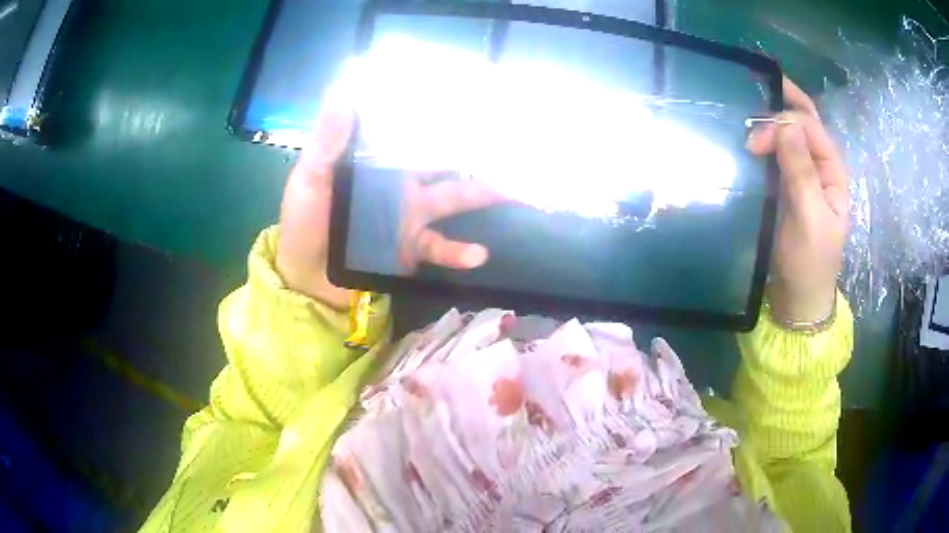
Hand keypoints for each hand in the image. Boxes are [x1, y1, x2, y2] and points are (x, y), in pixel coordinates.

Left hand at [276, 100, 504, 308]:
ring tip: (516, 192)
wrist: (306, 277)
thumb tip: (344, 91)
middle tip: (511, 143)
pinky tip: (479, 255)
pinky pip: (442, 248)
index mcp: (377, 162)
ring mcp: (410, 217)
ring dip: (484, 195)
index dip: (439, 119)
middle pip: (445, 164)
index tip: (469, 101)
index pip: (413, 134)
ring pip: (455, 199)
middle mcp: (400, 183)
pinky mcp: (413, 248)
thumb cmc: (304, 222)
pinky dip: (460, 253)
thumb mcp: (311, 177)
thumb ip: (328, 141)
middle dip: (476, 154)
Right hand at [746, 78, 848, 321]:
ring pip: (787, 132)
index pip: (809, 127)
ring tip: (743, 123)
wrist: (797, 296)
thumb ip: (802, 172)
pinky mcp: (784, 183)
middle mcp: (818, 164)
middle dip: (777, 107)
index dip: (784, 123)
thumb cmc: (810, 262)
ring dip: (767, 122)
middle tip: (747, 106)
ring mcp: (801, 172)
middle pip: (802, 120)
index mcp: (832, 170)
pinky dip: (763, 140)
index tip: (755, 141)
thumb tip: (786, 124)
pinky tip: (747, 138)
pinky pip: (775, 151)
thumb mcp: (811, 219)